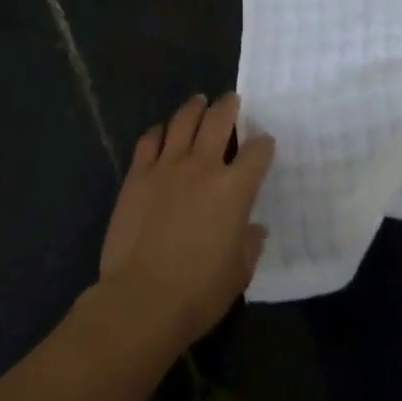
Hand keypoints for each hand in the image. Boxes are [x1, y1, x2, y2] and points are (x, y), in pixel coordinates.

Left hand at [99, 94, 273, 346]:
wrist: (141, 300)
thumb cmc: (199, 292)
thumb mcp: (239, 272)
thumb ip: (249, 244)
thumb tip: (254, 228)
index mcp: (235, 189)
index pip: (258, 151)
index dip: (264, 144)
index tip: (264, 144)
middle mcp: (203, 167)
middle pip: (219, 120)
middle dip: (229, 105)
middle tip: (232, 100)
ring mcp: (166, 167)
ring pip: (183, 120)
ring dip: (194, 107)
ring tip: (199, 101)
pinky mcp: (137, 176)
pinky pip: (149, 140)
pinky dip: (159, 130)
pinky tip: (163, 130)